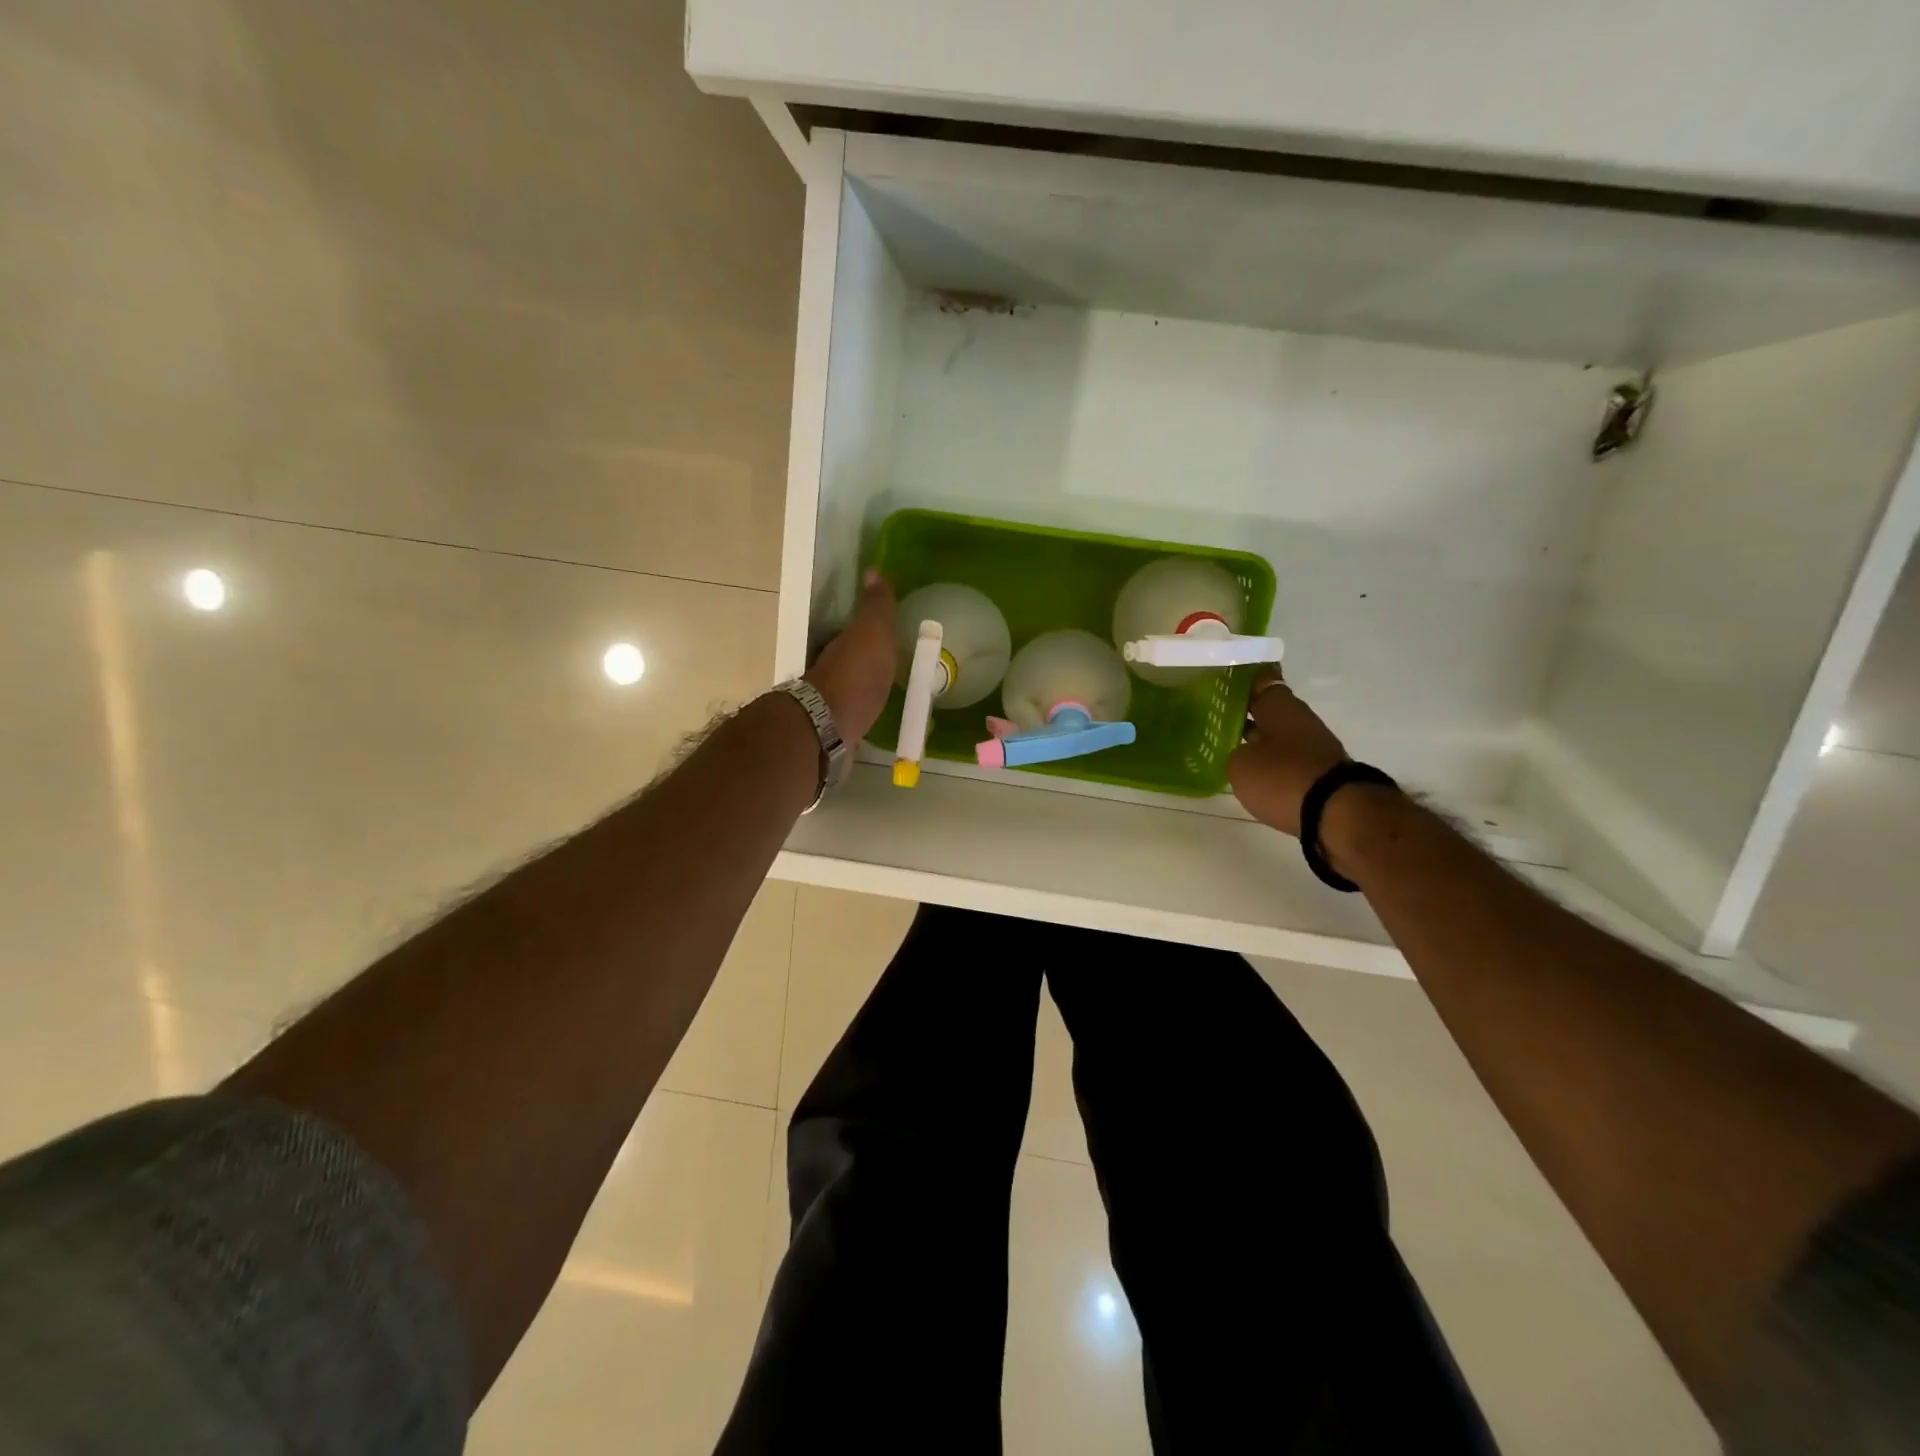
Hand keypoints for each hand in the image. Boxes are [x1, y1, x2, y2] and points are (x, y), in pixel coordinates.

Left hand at [804, 570, 897, 745]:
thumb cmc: (855, 676)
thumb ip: (876, 607)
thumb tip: (874, 570)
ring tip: (897, 694)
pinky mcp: (839, 731)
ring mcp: (833, 704)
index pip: (853, 631)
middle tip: (899, 664)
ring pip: (854, 690)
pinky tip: (886, 721)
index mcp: (839, 645)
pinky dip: (870, 715)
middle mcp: (832, 671)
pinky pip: (859, 717)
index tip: (891, 632)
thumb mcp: (872, 633)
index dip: (869, 629)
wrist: (830, 729)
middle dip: (871, 661)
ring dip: (870, 689)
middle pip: (853, 661)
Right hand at [1228, 669, 1349, 837]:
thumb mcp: (1240, 764)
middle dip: (1245, 713)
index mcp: (1278, 706)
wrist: (1335, 812)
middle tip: (1215, 717)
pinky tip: (1252, 772)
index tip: (1221, 682)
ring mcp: (1311, 746)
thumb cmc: (1281, 776)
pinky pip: (1286, 760)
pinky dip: (1271, 763)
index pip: (1259, 681)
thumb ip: (1235, 752)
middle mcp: (1298, 719)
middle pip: (1268, 710)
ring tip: (1229, 747)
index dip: (1240, 681)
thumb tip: (1243, 753)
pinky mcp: (1317, 772)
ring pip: (1277, 735)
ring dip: (1258, 740)